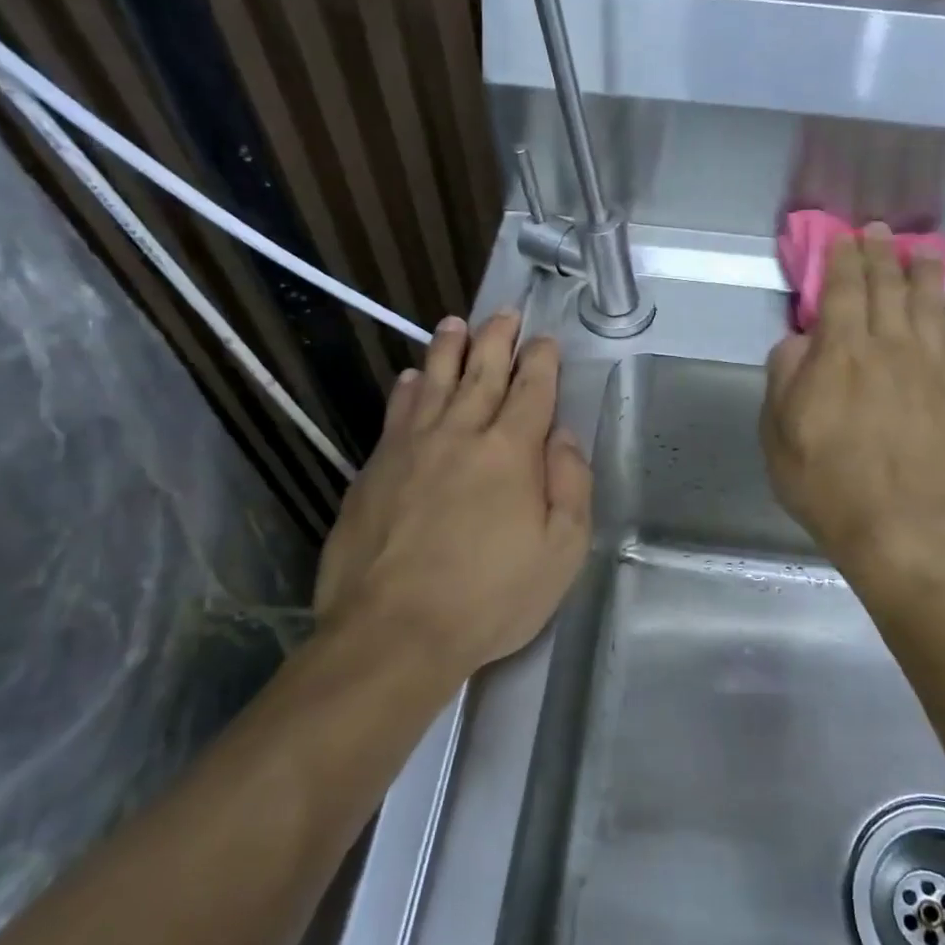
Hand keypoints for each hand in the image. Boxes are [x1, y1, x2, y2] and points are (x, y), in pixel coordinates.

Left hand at [311, 310, 591, 681]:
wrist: (394, 630)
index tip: (546, 340)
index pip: (531, 390)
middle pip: (482, 372)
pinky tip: (408, 379)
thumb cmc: (490, 597)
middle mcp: (460, 434)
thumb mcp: (561, 552)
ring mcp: (411, 448)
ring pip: (432, 381)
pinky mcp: (374, 469)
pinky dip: (405, 390)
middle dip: (497, 339)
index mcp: (511, 452)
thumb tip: (564, 436)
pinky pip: (395, 414)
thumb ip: (570, 486)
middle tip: (506, 313)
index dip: (541, 361)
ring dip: (448, 349)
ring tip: (455, 324)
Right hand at [761, 225, 944, 586]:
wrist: (901, 525)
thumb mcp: (778, 435)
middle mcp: (889, 348)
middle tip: (881, 231)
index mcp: (840, 355)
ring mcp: (930, 368)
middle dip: (882, 253)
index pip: (844, 290)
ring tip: (921, 251)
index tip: (843, 236)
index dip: (843, 258)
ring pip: (929, 303)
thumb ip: (784, 379)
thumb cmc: (826, 483)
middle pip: (889, 287)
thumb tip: (797, 341)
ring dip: (924, 272)